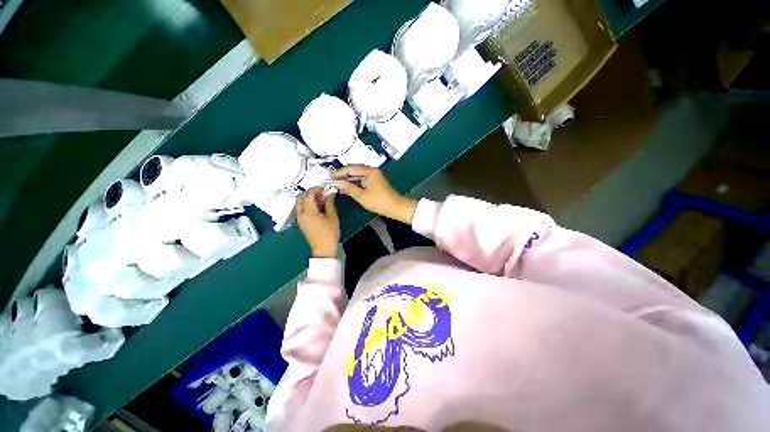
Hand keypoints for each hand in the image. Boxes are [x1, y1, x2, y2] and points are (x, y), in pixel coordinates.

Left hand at [296, 188, 339, 257]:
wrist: (323, 249)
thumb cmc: (330, 233)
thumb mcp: (332, 217)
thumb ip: (329, 203)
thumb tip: (330, 193)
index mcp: (309, 212)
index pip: (309, 195)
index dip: (316, 189)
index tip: (325, 188)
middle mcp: (301, 214)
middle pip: (300, 197)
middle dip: (310, 192)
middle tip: (322, 192)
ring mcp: (299, 218)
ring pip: (299, 202)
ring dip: (308, 198)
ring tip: (320, 199)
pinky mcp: (301, 222)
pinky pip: (300, 208)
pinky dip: (307, 204)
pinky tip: (317, 206)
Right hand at [333, 165, 417, 224]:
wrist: (395, 207)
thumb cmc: (378, 201)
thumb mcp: (361, 196)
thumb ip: (348, 188)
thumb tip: (337, 182)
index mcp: (369, 171)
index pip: (351, 168)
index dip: (339, 172)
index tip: (330, 177)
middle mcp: (372, 170)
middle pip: (354, 169)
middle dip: (343, 175)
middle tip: (332, 180)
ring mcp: (374, 176)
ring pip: (357, 175)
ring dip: (348, 180)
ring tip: (337, 185)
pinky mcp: (375, 182)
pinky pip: (362, 180)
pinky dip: (354, 183)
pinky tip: (347, 188)